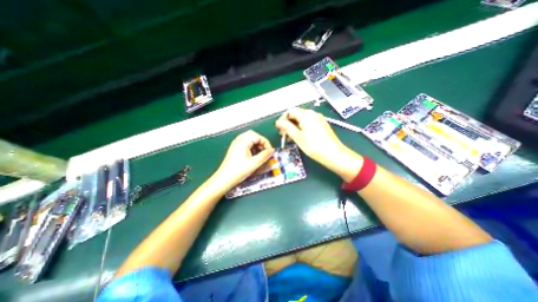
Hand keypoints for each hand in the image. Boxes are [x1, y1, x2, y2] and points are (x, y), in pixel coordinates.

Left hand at [213, 129, 273, 190]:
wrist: (225, 179)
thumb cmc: (237, 171)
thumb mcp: (254, 163)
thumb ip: (265, 156)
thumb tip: (272, 151)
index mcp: (243, 141)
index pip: (258, 136)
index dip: (266, 143)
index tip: (270, 152)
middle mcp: (239, 140)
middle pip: (254, 136)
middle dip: (262, 143)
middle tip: (266, 151)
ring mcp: (237, 144)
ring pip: (251, 140)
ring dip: (258, 146)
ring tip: (261, 155)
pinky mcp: (236, 149)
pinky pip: (247, 145)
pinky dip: (253, 149)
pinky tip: (255, 157)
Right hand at [278, 107, 360, 179]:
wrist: (333, 154)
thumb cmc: (313, 145)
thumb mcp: (297, 137)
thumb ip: (287, 127)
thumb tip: (278, 122)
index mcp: (306, 115)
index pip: (290, 112)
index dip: (283, 119)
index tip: (278, 128)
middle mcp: (313, 114)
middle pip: (296, 115)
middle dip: (288, 124)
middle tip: (282, 134)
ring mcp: (318, 119)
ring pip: (302, 121)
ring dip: (294, 127)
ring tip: (289, 138)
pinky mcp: (322, 125)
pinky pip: (308, 124)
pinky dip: (301, 129)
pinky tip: (299, 137)